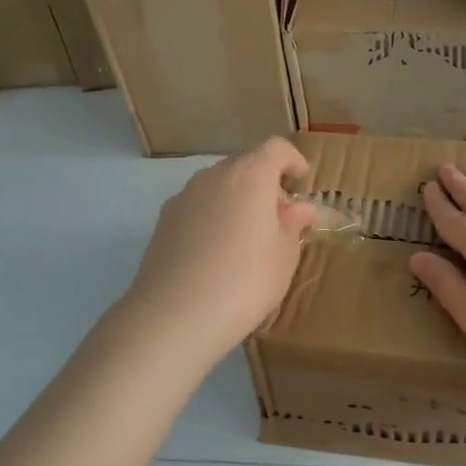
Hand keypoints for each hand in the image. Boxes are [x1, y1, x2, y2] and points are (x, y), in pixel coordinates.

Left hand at [125, 137, 317, 356]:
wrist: (175, 316)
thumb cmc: (245, 280)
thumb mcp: (284, 255)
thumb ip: (293, 224)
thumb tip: (299, 208)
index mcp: (250, 175)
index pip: (276, 149)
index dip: (292, 160)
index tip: (301, 180)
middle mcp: (214, 176)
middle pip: (245, 165)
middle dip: (264, 184)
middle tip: (278, 219)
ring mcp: (184, 197)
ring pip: (218, 186)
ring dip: (236, 200)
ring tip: (247, 239)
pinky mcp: (163, 221)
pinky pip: (198, 207)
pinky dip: (213, 217)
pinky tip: (216, 254)